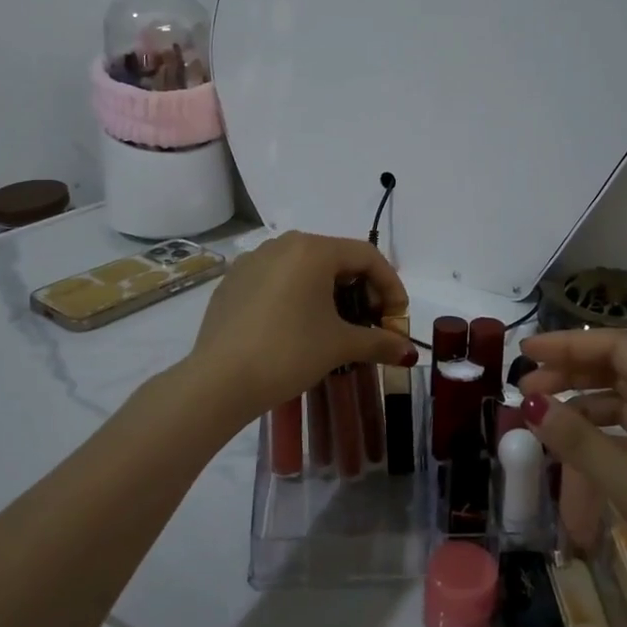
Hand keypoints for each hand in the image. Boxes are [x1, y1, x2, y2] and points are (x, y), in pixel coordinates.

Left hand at [189, 232, 415, 423]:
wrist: (219, 381)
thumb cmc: (288, 353)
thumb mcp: (339, 345)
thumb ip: (379, 342)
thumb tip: (408, 351)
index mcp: (313, 249)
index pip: (366, 256)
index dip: (390, 286)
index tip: (397, 319)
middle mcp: (282, 244)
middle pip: (336, 258)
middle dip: (361, 290)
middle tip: (370, 324)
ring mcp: (253, 260)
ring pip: (305, 269)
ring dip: (330, 294)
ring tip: (336, 327)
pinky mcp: (233, 281)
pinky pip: (278, 280)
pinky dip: (299, 297)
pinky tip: (298, 328)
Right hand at [518, 331, 626, 626]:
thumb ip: (579, 441)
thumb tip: (530, 404)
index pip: (617, 348)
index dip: (568, 345)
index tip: (525, 354)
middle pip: (618, 373)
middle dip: (571, 375)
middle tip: (525, 390)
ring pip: (623, 409)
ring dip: (582, 411)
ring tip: (542, 424)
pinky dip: (600, 444)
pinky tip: (574, 459)